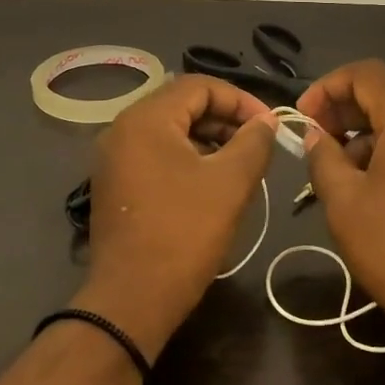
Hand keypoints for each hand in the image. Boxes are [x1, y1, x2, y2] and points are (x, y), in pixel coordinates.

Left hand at [81, 75, 277, 355]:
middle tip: (259, 144)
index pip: (200, 86)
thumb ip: (254, 142)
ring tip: (242, 164)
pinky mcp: (116, 184)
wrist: (133, 298)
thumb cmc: (184, 233)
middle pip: (182, 105)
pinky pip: (157, 154)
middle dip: (226, 119)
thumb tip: (266, 122)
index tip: (270, 125)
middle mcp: (123, 129)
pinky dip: (188, 158)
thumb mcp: (231, 183)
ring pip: (170, 131)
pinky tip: (213, 183)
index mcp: (146, 119)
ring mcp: (115, 159)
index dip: (240, 100)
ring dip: (209, 139)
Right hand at [297, 59, 384, 342]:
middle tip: (315, 142)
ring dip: (364, 135)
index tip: (304, 117)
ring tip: (338, 173)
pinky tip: (370, 188)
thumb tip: (314, 134)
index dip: (328, 86)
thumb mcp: (344, 203)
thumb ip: (323, 157)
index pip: (367, 73)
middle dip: (344, 111)